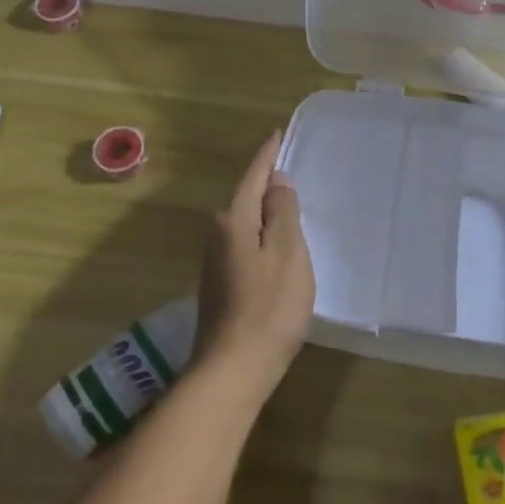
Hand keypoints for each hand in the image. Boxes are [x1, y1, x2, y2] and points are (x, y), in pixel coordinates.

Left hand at [195, 131, 315, 400]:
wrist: (233, 370)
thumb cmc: (269, 306)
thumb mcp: (287, 252)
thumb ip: (283, 212)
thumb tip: (276, 182)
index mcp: (234, 220)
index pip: (253, 177)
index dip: (267, 155)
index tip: (277, 133)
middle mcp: (217, 235)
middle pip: (246, 198)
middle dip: (265, 182)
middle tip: (289, 166)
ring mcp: (215, 262)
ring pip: (244, 223)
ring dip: (264, 211)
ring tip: (287, 202)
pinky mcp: (220, 286)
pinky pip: (244, 244)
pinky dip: (261, 235)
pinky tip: (275, 245)